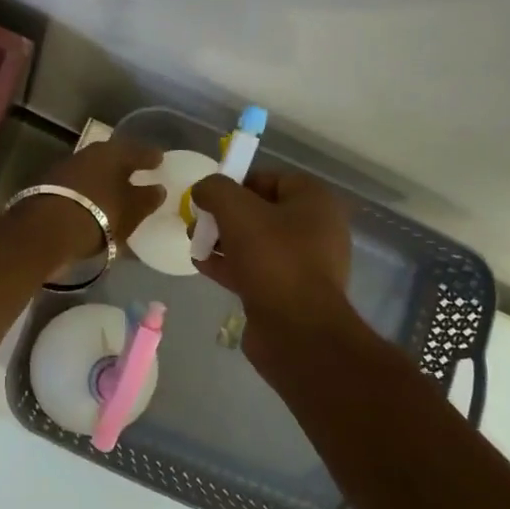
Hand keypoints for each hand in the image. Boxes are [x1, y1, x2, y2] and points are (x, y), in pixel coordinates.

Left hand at [33, 137, 166, 257]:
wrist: (46, 230)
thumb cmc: (99, 214)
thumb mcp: (132, 210)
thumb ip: (148, 198)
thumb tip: (158, 189)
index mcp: (113, 152)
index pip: (138, 151)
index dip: (150, 157)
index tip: (160, 160)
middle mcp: (88, 153)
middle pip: (112, 158)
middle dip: (125, 166)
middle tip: (138, 173)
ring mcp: (66, 169)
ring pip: (94, 171)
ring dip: (105, 180)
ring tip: (117, 192)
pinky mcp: (49, 188)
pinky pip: (80, 187)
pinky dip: (90, 193)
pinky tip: (95, 204)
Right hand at [192, 170, 359, 366]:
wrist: (297, 330)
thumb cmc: (273, 259)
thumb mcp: (237, 210)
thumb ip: (215, 190)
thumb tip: (203, 189)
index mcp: (315, 202)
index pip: (271, 178)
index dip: (237, 182)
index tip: (209, 194)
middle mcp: (315, 229)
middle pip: (261, 211)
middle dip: (225, 214)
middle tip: (198, 220)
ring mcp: (303, 264)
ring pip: (255, 242)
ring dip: (223, 240)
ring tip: (194, 242)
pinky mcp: (288, 292)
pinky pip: (255, 269)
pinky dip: (229, 265)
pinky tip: (201, 264)